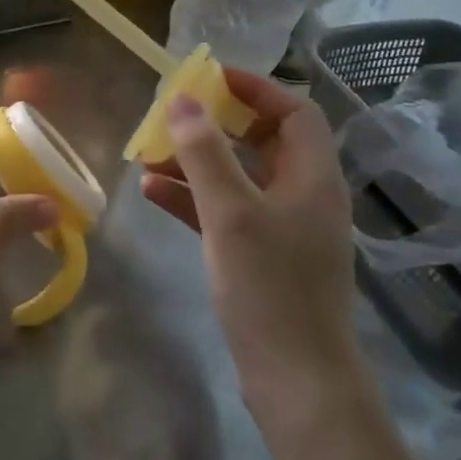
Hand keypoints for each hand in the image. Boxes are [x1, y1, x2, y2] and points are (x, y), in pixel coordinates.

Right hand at [140, 70, 365, 436]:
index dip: (254, 88)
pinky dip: (193, 197)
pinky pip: (225, 211)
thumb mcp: (231, 213)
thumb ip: (205, 153)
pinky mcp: (262, 255)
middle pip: (262, 141)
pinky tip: (152, 193)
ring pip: (238, 176)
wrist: (297, 381)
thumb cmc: (270, 288)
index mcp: (312, 176)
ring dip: (196, 161)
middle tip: (172, 114)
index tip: (208, 78)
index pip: (293, 111)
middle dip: (215, 125)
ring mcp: (283, 227)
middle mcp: (302, 195)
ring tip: (148, 153)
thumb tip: (184, 101)